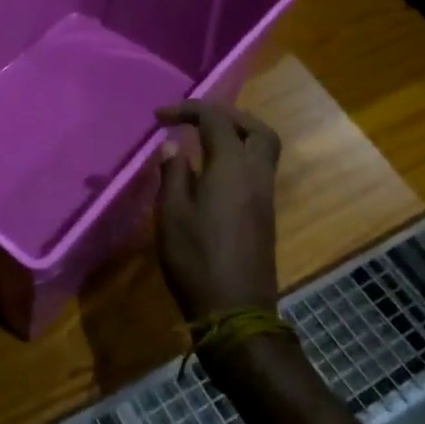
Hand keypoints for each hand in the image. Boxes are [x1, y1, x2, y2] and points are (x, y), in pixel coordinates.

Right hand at [154, 100, 282, 321]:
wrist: (236, 313)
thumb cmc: (196, 259)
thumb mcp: (171, 214)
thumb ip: (173, 174)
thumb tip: (173, 147)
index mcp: (231, 167)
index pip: (215, 119)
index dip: (187, 110)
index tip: (159, 118)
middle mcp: (255, 175)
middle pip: (255, 129)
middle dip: (227, 116)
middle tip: (197, 119)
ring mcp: (265, 197)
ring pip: (262, 150)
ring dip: (237, 136)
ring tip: (203, 141)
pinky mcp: (265, 216)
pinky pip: (258, 170)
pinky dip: (238, 158)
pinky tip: (211, 172)